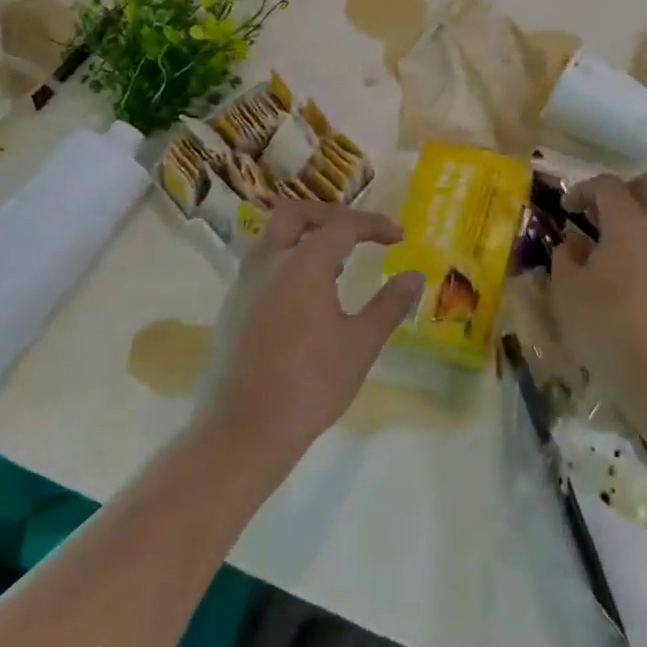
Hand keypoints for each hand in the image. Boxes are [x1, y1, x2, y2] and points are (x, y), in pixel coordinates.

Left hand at [196, 200, 424, 471]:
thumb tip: (414, 276)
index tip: (399, 237)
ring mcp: (244, 285)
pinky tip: (308, 297)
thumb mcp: (360, 345)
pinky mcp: (232, 310)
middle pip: (294, 214)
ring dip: (305, 238)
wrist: (242, 432)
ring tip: (337, 265)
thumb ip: (389, 305)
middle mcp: (268, 263)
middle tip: (357, 233)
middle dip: (329, 215)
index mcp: (302, 264)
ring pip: (272, 239)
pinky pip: (262, 266)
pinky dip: (288, 262)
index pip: (342, 225)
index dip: (373, 225)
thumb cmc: (309, 384)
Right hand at [549, 173, 646, 416]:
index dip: (583, 189)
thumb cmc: (607, 326)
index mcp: (628, 222)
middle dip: (624, 190)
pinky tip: (640, 264)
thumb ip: (566, 257)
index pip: (607, 185)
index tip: (567, 209)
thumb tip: (574, 242)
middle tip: (601, 213)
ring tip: (629, 233)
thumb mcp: (568, 291)